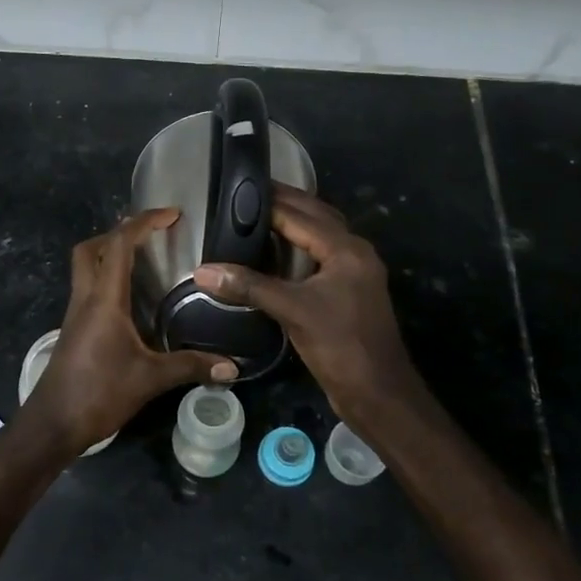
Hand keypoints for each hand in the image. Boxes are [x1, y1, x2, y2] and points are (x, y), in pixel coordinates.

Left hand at [24, 209, 237, 454]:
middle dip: (119, 232)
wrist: (53, 423)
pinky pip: (89, 289)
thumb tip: (232, 367)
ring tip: (146, 261)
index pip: (119, 245)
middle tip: (151, 235)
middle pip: (91, 248)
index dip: (144, 222)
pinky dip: (108, 280)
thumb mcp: (149, 379)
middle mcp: (85, 298)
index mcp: (103, 299)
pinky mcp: (73, 329)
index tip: (172, 215)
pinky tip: (131, 301)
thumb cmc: (98, 394)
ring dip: (110, 255)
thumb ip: (190, 367)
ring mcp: (75, 314)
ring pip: (86, 268)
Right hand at [194, 185, 426, 432]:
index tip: (238, 187)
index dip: (270, 201)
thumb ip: (249, 287)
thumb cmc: (340, 345)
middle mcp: (353, 253)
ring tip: (256, 214)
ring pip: (320, 236)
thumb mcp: (292, 311)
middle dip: (284, 202)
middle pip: (317, 216)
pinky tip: (273, 252)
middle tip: (245, 193)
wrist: (377, 393)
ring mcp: (352, 274)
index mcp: (346, 249)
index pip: (302, 214)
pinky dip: (297, 247)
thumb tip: (203, 271)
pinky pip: (319, 257)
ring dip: (293, 222)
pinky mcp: (346, 293)